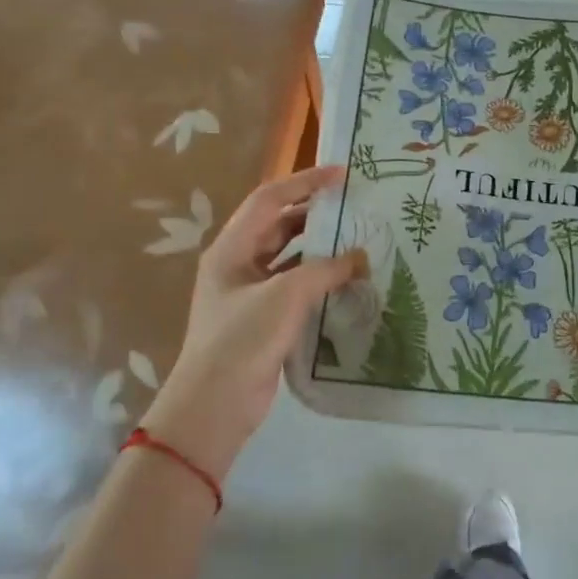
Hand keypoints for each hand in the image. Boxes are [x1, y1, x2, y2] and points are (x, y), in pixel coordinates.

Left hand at [142, 164, 366, 477]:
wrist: (215, 404)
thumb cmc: (243, 339)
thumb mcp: (286, 295)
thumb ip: (326, 269)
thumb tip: (361, 258)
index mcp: (231, 248)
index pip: (270, 199)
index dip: (306, 181)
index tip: (343, 175)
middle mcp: (238, 264)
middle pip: (279, 225)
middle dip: (315, 213)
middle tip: (354, 207)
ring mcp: (250, 292)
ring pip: (289, 256)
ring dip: (320, 247)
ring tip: (358, 240)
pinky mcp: (264, 318)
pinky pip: (295, 286)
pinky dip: (320, 279)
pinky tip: (347, 281)